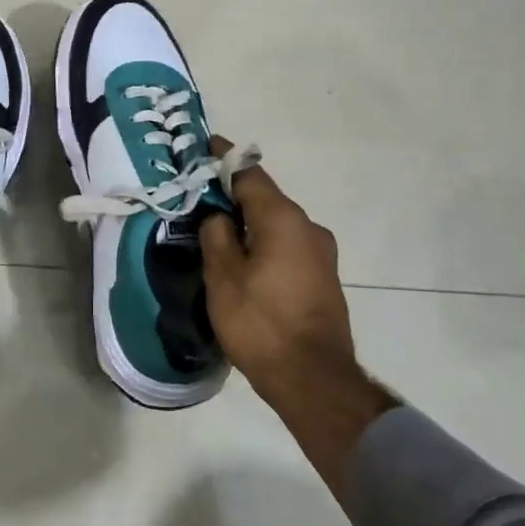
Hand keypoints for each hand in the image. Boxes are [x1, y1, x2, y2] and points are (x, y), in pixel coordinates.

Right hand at [199, 139, 397, 490]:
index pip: (249, 174)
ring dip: (249, 222)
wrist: (313, 378)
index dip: (224, 159)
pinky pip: (287, 246)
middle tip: (200, 196)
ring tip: (217, 230)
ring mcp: (321, 253)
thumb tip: (218, 217)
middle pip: (265, 199)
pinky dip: (264, 242)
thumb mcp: (222, 276)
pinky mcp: (323, 277)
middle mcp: (309, 227)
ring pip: (276, 224)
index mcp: (283, 219)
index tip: (204, 147)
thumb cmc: (260, 322)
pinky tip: (244, 259)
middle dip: (233, 193)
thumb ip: (216, 235)